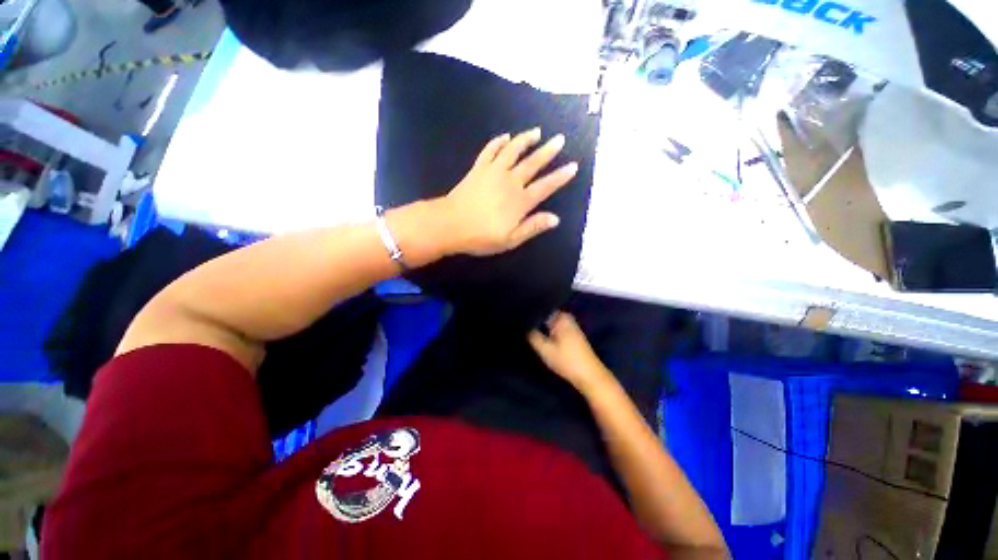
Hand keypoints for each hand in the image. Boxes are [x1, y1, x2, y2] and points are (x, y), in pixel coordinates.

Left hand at [443, 128, 578, 255]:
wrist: (450, 225)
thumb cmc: (481, 236)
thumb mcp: (510, 240)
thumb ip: (532, 227)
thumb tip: (555, 219)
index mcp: (520, 201)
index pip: (545, 186)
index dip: (560, 177)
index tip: (573, 166)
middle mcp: (510, 182)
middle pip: (532, 163)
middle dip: (548, 151)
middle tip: (560, 139)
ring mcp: (493, 172)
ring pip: (513, 151)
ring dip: (525, 140)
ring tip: (536, 131)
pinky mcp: (478, 169)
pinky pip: (490, 150)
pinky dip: (498, 142)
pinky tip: (505, 136)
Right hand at [528, 312, 612, 394]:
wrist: (589, 376)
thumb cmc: (567, 361)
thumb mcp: (545, 350)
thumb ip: (533, 336)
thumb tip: (525, 326)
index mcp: (561, 317)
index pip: (542, 309)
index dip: (530, 314)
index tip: (520, 319)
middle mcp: (567, 318)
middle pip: (546, 316)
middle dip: (535, 321)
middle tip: (522, 327)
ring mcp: (571, 326)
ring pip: (550, 323)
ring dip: (541, 328)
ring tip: (528, 332)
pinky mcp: (572, 336)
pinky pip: (556, 329)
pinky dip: (548, 333)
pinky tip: (541, 338)